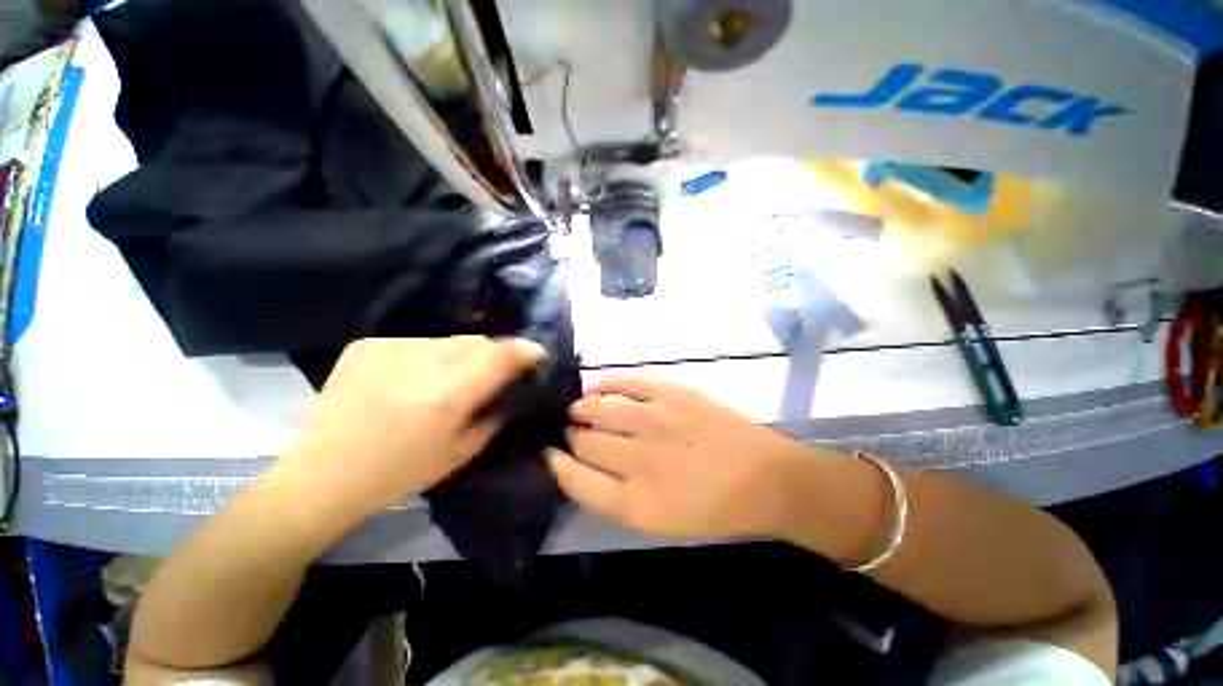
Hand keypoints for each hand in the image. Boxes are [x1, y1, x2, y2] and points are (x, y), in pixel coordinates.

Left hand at [278, 336, 546, 523]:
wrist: (323, 474)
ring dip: (462, 356)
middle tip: (497, 372)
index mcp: (446, 396)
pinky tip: (415, 379)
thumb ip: (496, 414)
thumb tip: (514, 388)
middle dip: (496, 353)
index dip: (526, 350)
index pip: (500, 354)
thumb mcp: (462, 451)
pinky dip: (429, 357)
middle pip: (478, 341)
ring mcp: (389, 348)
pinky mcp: (368, 344)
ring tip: (451, 379)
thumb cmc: (400, 472)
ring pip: (449, 341)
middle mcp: (420, 363)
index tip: (538, 354)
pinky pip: (419, 342)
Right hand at [548, 375, 801, 536]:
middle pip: (584, 442)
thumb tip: (580, 467)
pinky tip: (595, 384)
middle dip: (570, 436)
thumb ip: (615, 497)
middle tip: (569, 430)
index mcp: (636, 503)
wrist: (765, 478)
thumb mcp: (659, 520)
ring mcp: (656, 421)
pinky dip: (604, 382)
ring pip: (598, 409)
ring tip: (578, 408)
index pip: (577, 481)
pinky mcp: (672, 393)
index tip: (550, 454)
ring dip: (582, 409)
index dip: (557, 465)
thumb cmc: (712, 508)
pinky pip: (626, 381)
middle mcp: (640, 460)